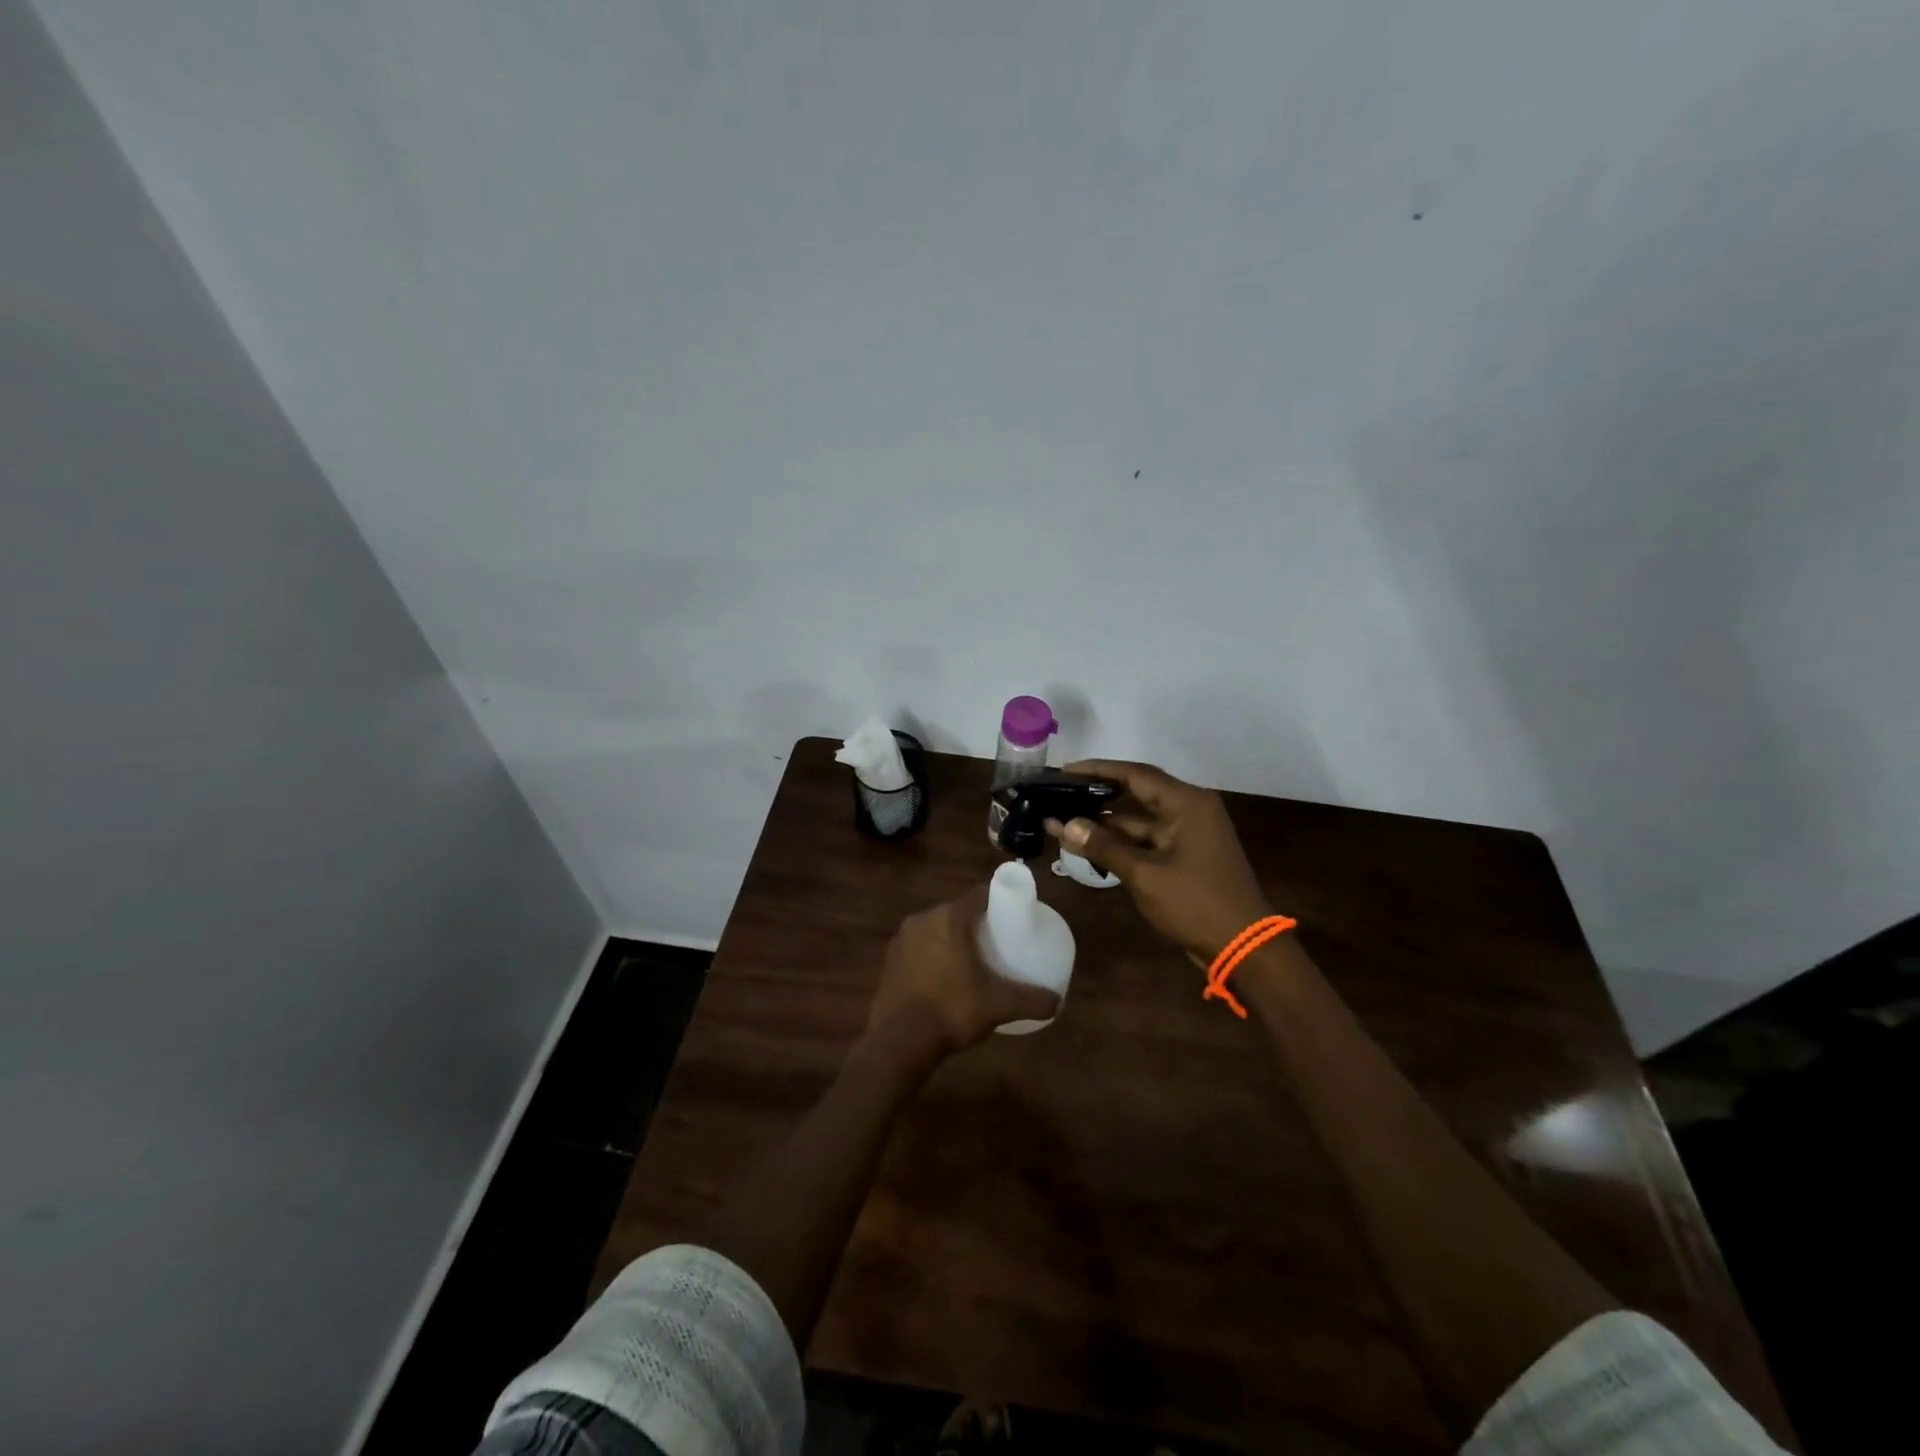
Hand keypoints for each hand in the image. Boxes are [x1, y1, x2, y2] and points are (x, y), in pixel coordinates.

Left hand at [867, 886, 1061, 1055]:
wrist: (898, 1042)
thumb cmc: (951, 1010)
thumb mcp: (999, 1005)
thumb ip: (1032, 1000)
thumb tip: (1057, 1001)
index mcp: (949, 918)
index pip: (980, 895)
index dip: (1000, 902)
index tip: (1014, 917)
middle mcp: (922, 919)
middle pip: (957, 911)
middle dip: (977, 923)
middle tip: (997, 942)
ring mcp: (901, 939)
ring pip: (935, 930)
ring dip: (952, 939)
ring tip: (972, 962)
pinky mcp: (889, 960)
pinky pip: (918, 948)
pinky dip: (932, 956)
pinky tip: (943, 979)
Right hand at [1048, 759, 1277, 961]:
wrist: (1242, 948)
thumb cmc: (1195, 903)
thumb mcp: (1145, 874)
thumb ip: (1104, 846)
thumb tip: (1065, 825)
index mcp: (1187, 803)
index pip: (1136, 774)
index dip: (1098, 770)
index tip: (1065, 770)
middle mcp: (1190, 810)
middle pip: (1136, 794)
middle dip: (1097, 798)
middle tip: (1059, 795)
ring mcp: (1189, 835)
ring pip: (1139, 822)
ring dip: (1105, 825)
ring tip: (1063, 824)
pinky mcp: (1185, 857)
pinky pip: (1147, 841)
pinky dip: (1121, 844)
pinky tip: (1089, 848)